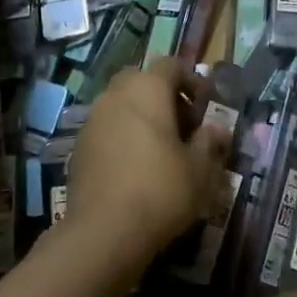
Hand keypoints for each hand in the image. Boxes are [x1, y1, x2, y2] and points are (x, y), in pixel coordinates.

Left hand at [67, 58, 231, 269]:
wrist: (103, 232)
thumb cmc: (161, 191)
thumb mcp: (199, 170)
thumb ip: (210, 143)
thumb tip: (218, 129)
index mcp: (148, 88)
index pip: (171, 65)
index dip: (191, 80)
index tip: (205, 105)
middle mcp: (117, 94)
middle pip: (142, 79)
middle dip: (163, 96)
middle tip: (182, 125)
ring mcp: (93, 118)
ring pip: (121, 103)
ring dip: (141, 115)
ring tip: (159, 148)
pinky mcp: (79, 145)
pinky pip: (106, 127)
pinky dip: (122, 135)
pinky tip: (134, 166)